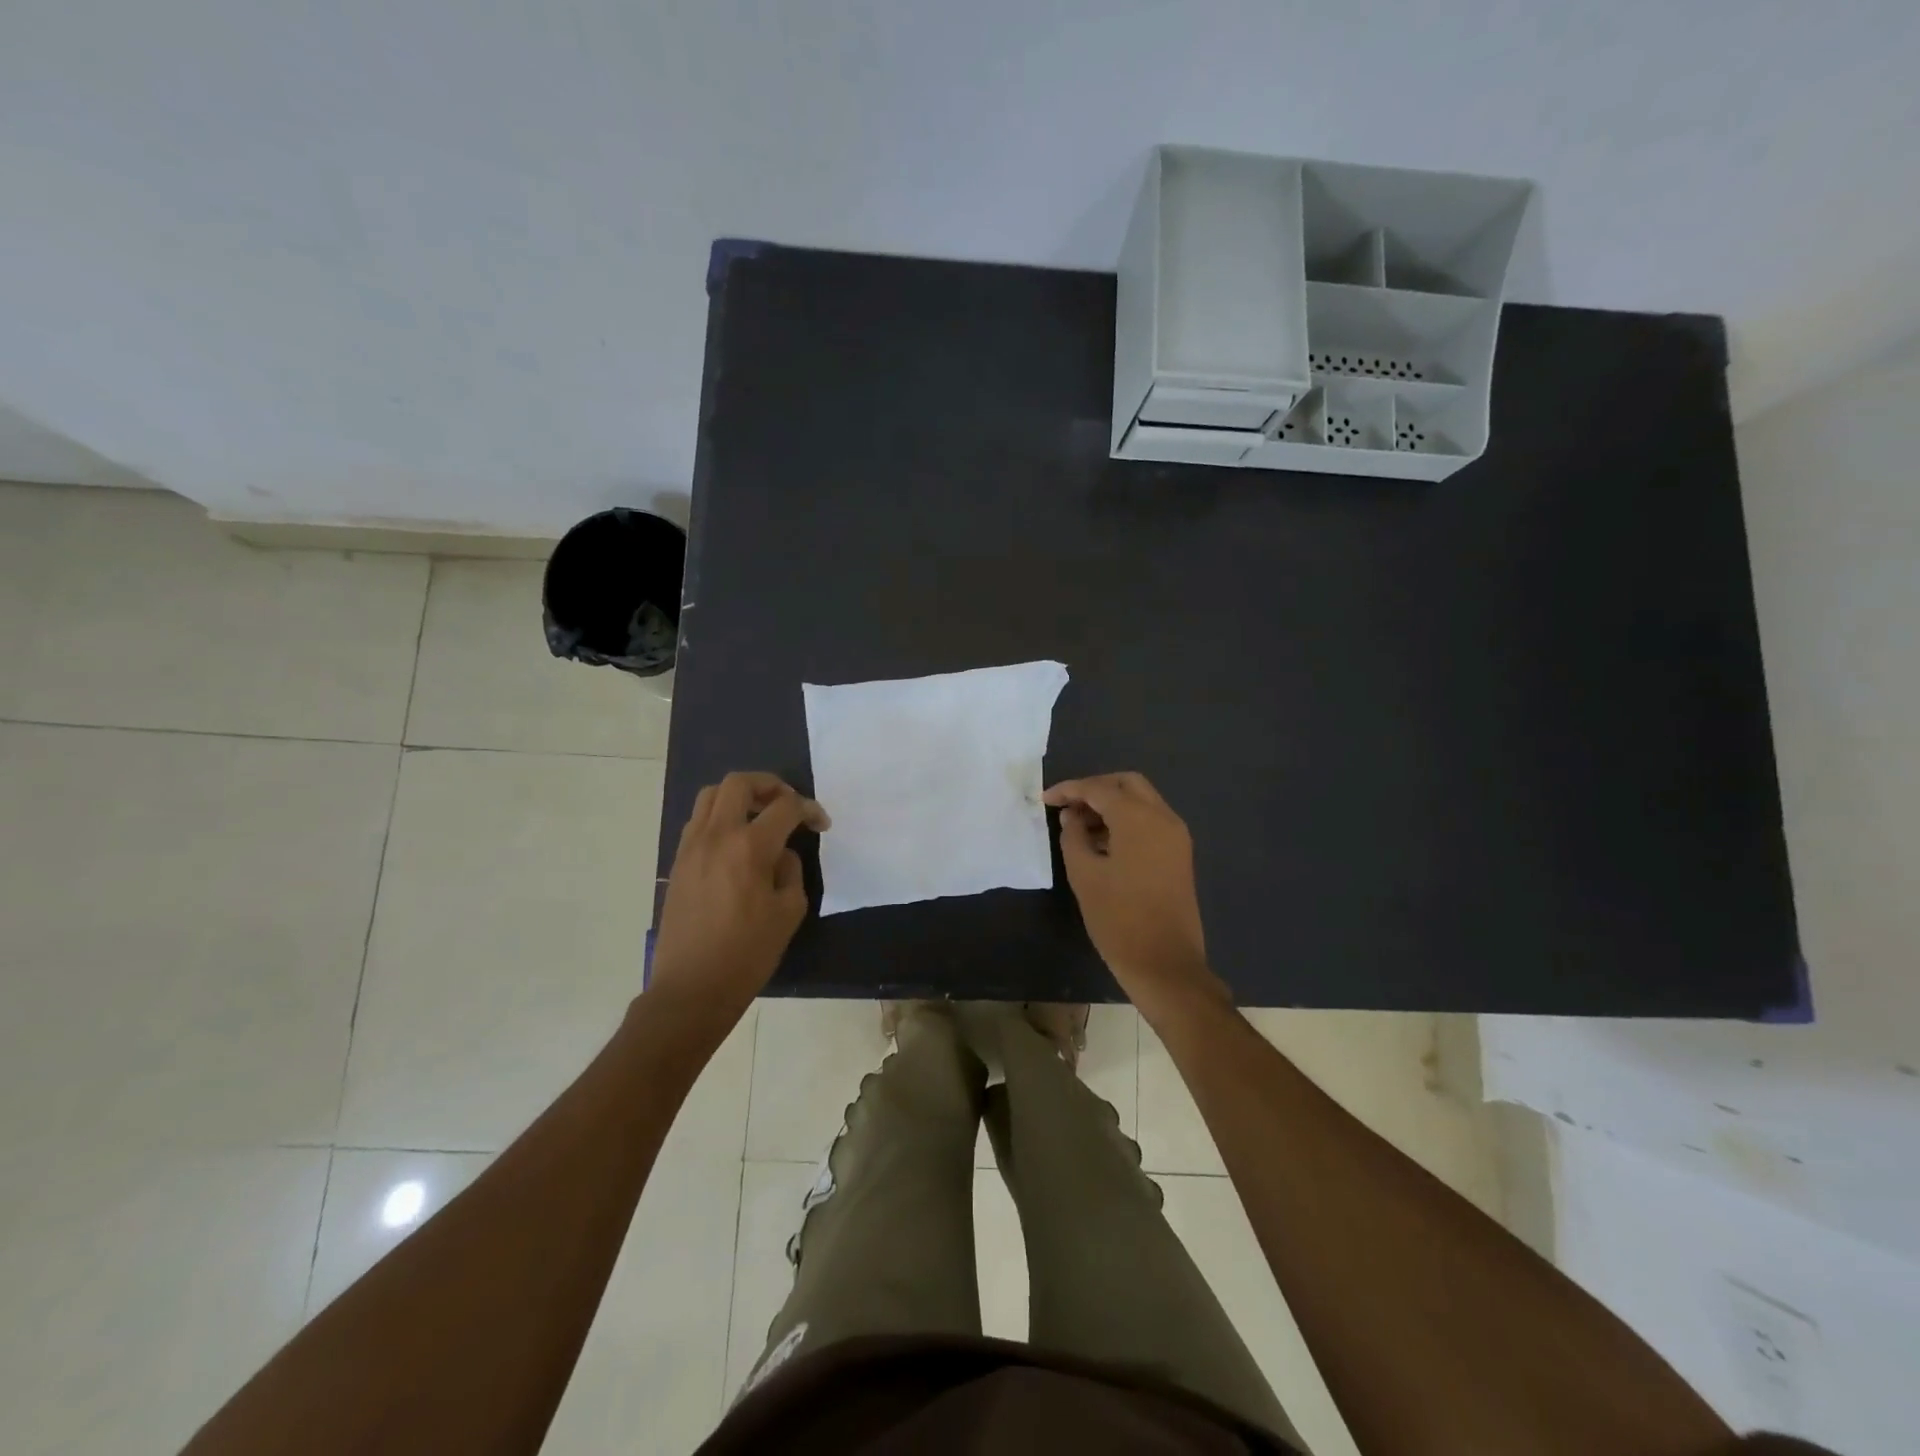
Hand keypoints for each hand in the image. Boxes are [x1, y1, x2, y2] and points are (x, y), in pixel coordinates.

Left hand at [649, 772, 829, 1029]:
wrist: (691, 989)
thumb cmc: (747, 954)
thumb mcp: (788, 912)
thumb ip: (790, 871)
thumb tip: (779, 853)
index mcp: (750, 847)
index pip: (785, 807)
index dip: (809, 809)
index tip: (821, 824)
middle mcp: (717, 836)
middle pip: (739, 783)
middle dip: (770, 785)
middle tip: (787, 804)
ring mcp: (691, 847)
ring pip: (711, 795)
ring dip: (740, 797)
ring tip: (759, 816)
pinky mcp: (677, 862)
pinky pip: (698, 821)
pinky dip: (720, 817)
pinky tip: (736, 842)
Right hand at [1043, 772, 1230, 1022]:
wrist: (1165, 964)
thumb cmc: (1118, 919)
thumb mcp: (1084, 875)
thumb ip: (1073, 837)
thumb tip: (1072, 817)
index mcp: (1139, 818)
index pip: (1099, 788)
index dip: (1069, 789)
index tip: (1045, 799)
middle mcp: (1163, 818)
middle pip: (1127, 784)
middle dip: (1095, 788)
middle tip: (1067, 806)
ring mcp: (1176, 836)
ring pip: (1142, 801)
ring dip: (1111, 804)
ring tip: (1079, 825)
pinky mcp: (1179, 855)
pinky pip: (1151, 822)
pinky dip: (1126, 821)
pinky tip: (1102, 841)